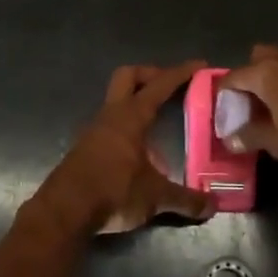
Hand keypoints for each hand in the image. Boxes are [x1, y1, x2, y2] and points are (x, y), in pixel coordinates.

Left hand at [25, 62, 217, 236]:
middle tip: (170, 86)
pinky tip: (138, 152)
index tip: (199, 65)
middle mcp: (111, 115)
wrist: (64, 211)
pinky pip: (109, 125)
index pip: (159, 85)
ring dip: (136, 102)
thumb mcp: (155, 196)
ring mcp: (94, 130)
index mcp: (131, 116)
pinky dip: (126, 127)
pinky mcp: (84, 148)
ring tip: (158, 122)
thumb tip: (213, 206)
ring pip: (116, 101)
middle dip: (150, 74)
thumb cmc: (113, 191)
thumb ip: (185, 199)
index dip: (180, 73)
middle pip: (128, 76)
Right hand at [220, 45, 277, 176]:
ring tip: (272, 108)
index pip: (232, 78)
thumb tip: (230, 139)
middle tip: (249, 104)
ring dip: (273, 80)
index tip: (222, 115)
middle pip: (257, 59)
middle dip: (249, 77)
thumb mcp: (277, 143)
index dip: (223, 96)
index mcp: (265, 74)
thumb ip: (251, 137)